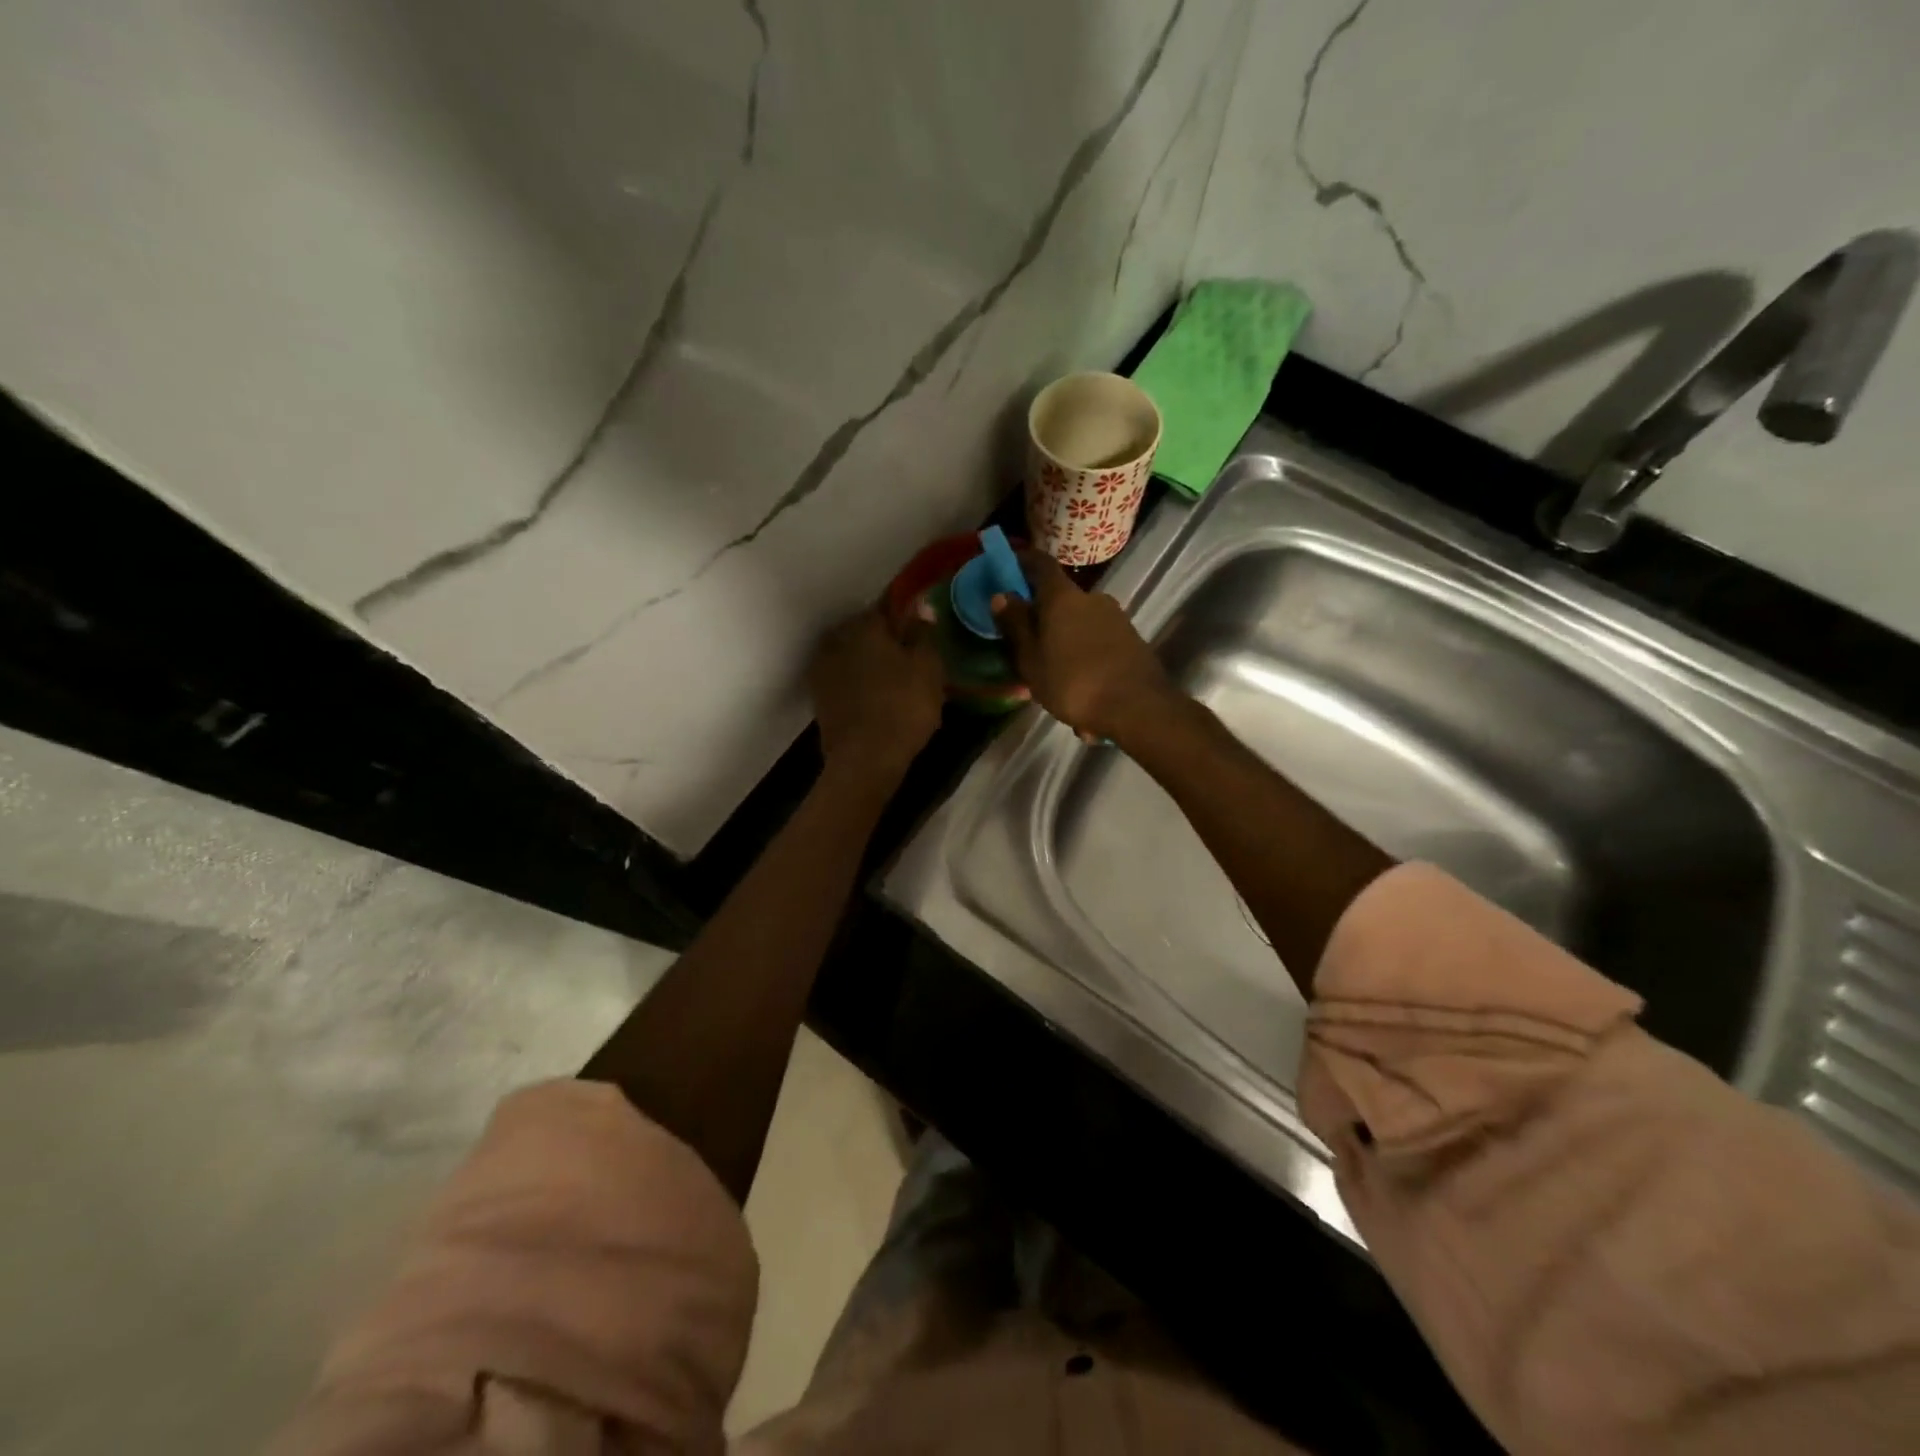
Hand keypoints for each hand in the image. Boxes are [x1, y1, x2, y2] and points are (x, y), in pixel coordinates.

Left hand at [809, 604, 944, 784]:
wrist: (864, 759)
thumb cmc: (903, 707)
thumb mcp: (928, 668)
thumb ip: (924, 633)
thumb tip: (920, 606)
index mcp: (865, 625)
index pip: (888, 605)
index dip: (907, 614)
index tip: (921, 625)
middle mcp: (837, 638)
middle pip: (866, 630)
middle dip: (886, 639)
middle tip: (911, 657)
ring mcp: (823, 668)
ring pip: (853, 654)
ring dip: (870, 661)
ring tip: (895, 679)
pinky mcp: (819, 696)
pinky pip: (845, 678)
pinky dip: (859, 682)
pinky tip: (877, 697)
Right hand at [991, 552, 1175, 742]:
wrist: (1137, 707)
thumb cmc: (1073, 683)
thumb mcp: (1031, 660)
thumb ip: (1015, 626)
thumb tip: (1001, 595)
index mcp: (1062, 597)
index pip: (1040, 565)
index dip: (1024, 563)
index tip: (1010, 569)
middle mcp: (1092, 598)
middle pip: (1061, 599)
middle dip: (1045, 618)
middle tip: (1030, 645)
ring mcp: (1116, 618)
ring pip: (1081, 625)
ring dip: (1067, 643)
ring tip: (1058, 678)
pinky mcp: (1132, 639)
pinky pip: (1099, 643)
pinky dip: (1087, 657)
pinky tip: (1083, 690)